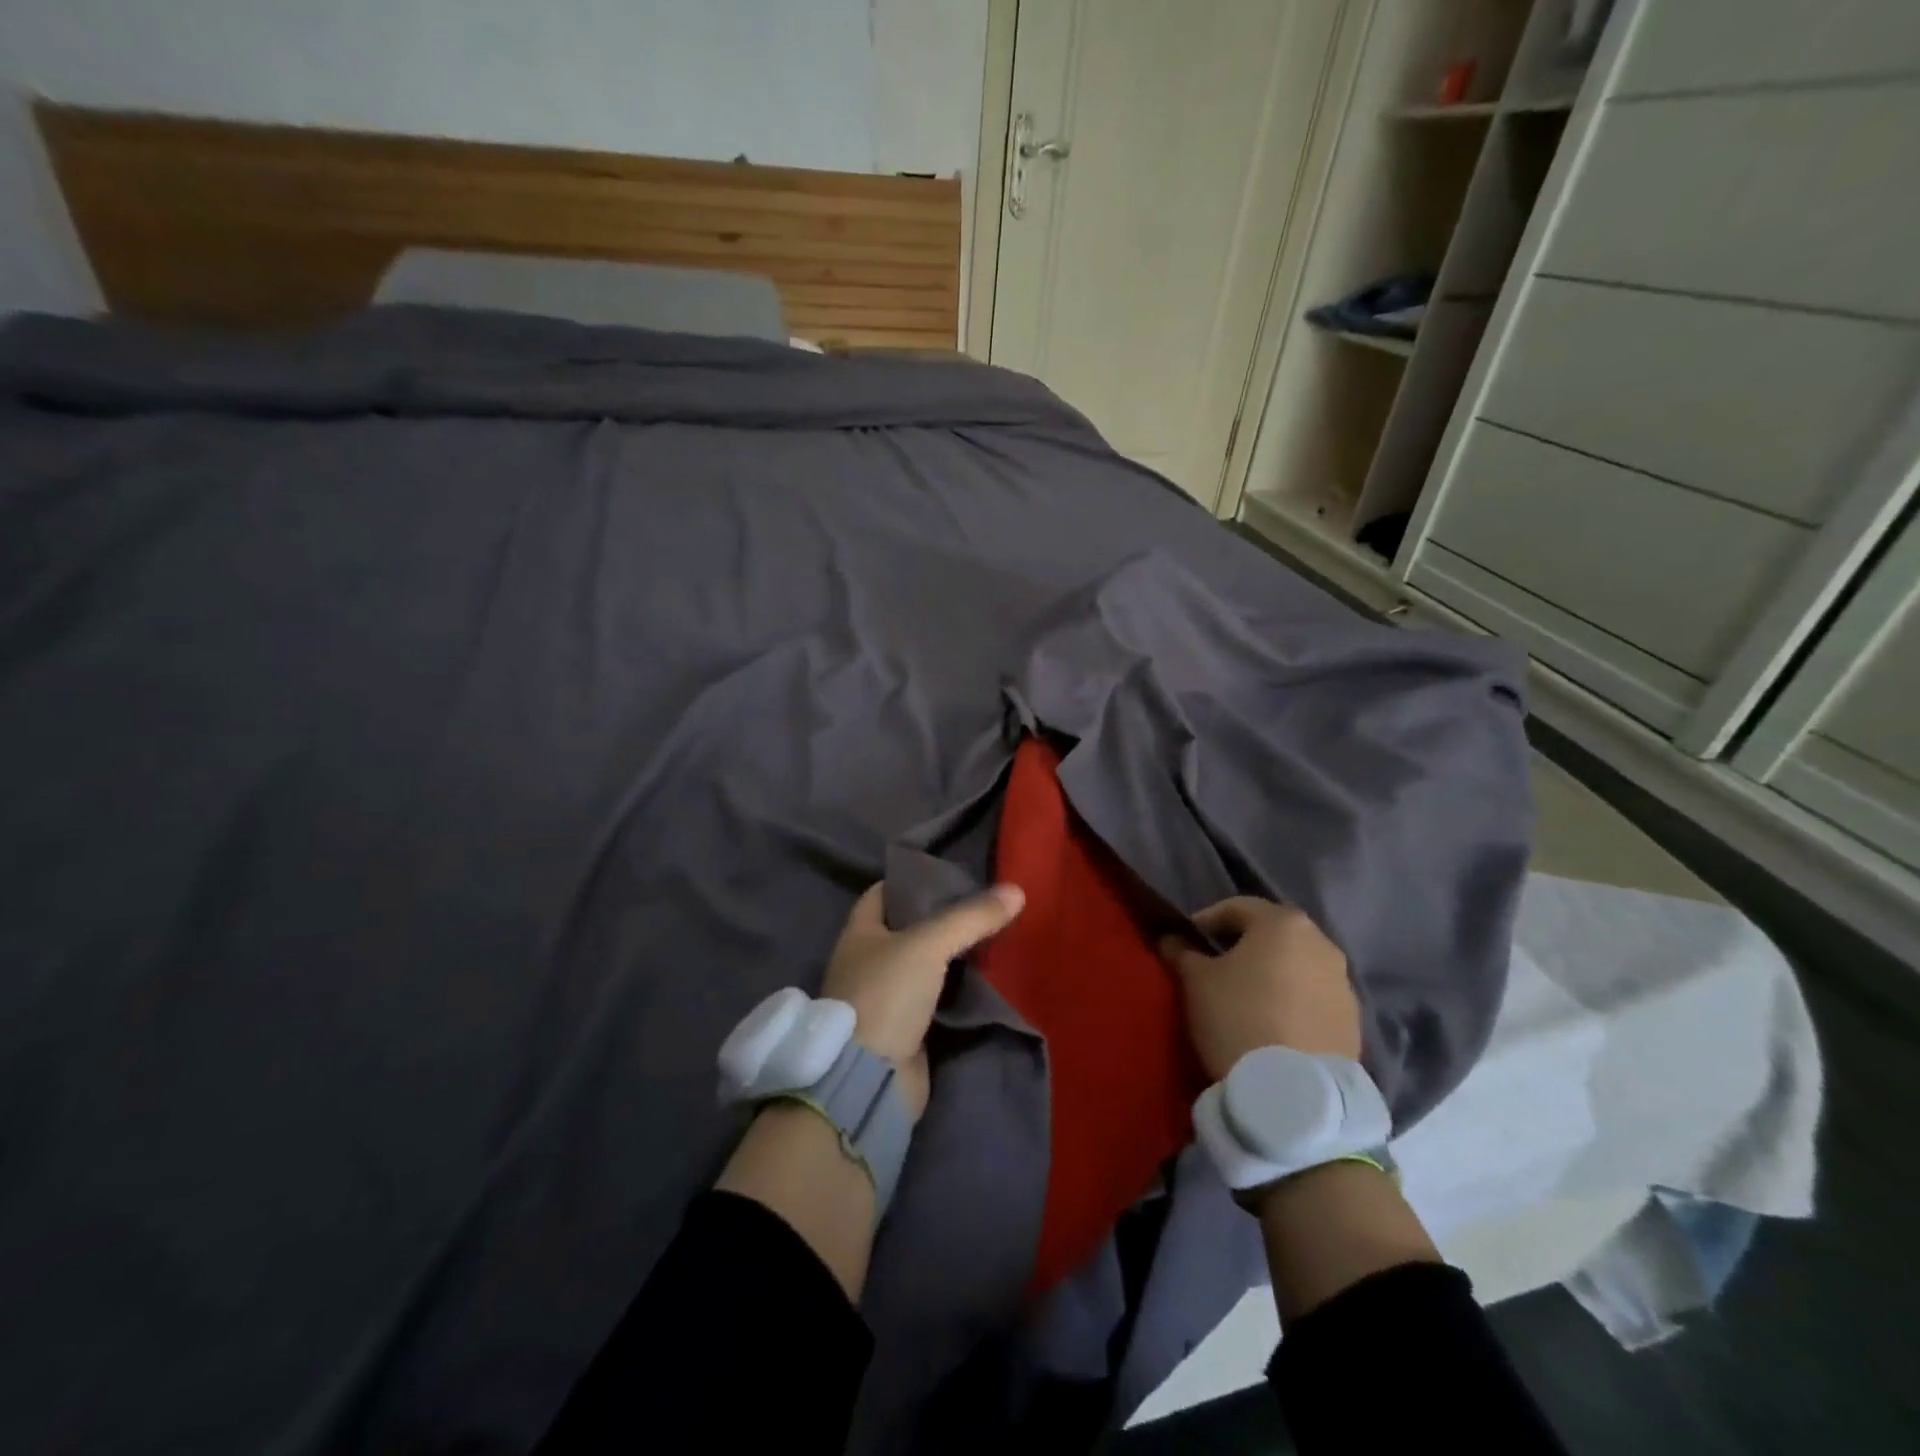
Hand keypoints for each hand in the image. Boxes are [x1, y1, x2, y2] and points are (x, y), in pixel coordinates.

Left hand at [823, 881, 1025, 1118]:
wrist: (870, 1078)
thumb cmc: (887, 994)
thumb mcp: (928, 944)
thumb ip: (971, 917)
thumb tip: (1016, 890)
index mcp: (859, 933)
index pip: (885, 892)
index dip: (914, 881)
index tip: (953, 875)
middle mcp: (868, 962)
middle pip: (910, 930)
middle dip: (944, 920)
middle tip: (985, 907)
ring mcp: (887, 998)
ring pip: (927, 967)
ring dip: (955, 958)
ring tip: (995, 937)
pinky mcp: (907, 1030)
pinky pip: (938, 1000)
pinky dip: (959, 992)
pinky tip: (989, 980)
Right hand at [1158, 897, 1360, 1080]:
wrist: (1292, 1092)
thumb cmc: (1237, 1016)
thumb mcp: (1196, 980)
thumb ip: (1182, 952)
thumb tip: (1172, 940)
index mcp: (1284, 923)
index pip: (1237, 908)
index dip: (1207, 921)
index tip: (1187, 942)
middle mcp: (1322, 943)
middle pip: (1273, 934)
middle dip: (1243, 946)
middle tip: (1216, 967)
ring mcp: (1343, 984)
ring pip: (1297, 966)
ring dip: (1272, 974)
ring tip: (1246, 999)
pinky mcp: (1353, 1022)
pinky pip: (1314, 999)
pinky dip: (1293, 1002)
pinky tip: (1272, 1024)